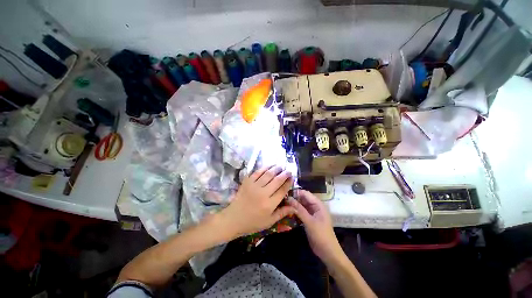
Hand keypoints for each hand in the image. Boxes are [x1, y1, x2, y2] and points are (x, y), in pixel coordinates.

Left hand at [218, 166, 294, 238]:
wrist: (234, 218)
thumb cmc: (253, 222)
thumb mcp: (269, 221)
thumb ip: (282, 213)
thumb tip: (295, 207)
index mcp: (269, 204)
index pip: (282, 190)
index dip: (288, 183)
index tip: (292, 178)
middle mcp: (263, 193)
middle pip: (277, 180)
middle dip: (284, 174)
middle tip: (288, 171)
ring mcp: (254, 186)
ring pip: (268, 174)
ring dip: (276, 169)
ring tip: (281, 167)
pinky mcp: (247, 182)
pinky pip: (257, 172)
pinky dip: (264, 168)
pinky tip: (269, 166)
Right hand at [288, 190, 342, 263]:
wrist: (328, 253)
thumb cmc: (321, 235)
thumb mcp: (309, 222)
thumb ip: (299, 210)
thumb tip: (289, 198)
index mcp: (318, 205)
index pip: (306, 194)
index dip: (296, 192)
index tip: (285, 193)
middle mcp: (315, 207)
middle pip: (303, 199)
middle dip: (294, 198)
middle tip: (282, 199)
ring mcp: (312, 213)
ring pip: (301, 205)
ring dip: (294, 205)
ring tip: (283, 204)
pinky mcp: (309, 219)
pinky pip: (301, 212)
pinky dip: (295, 211)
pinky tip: (287, 212)